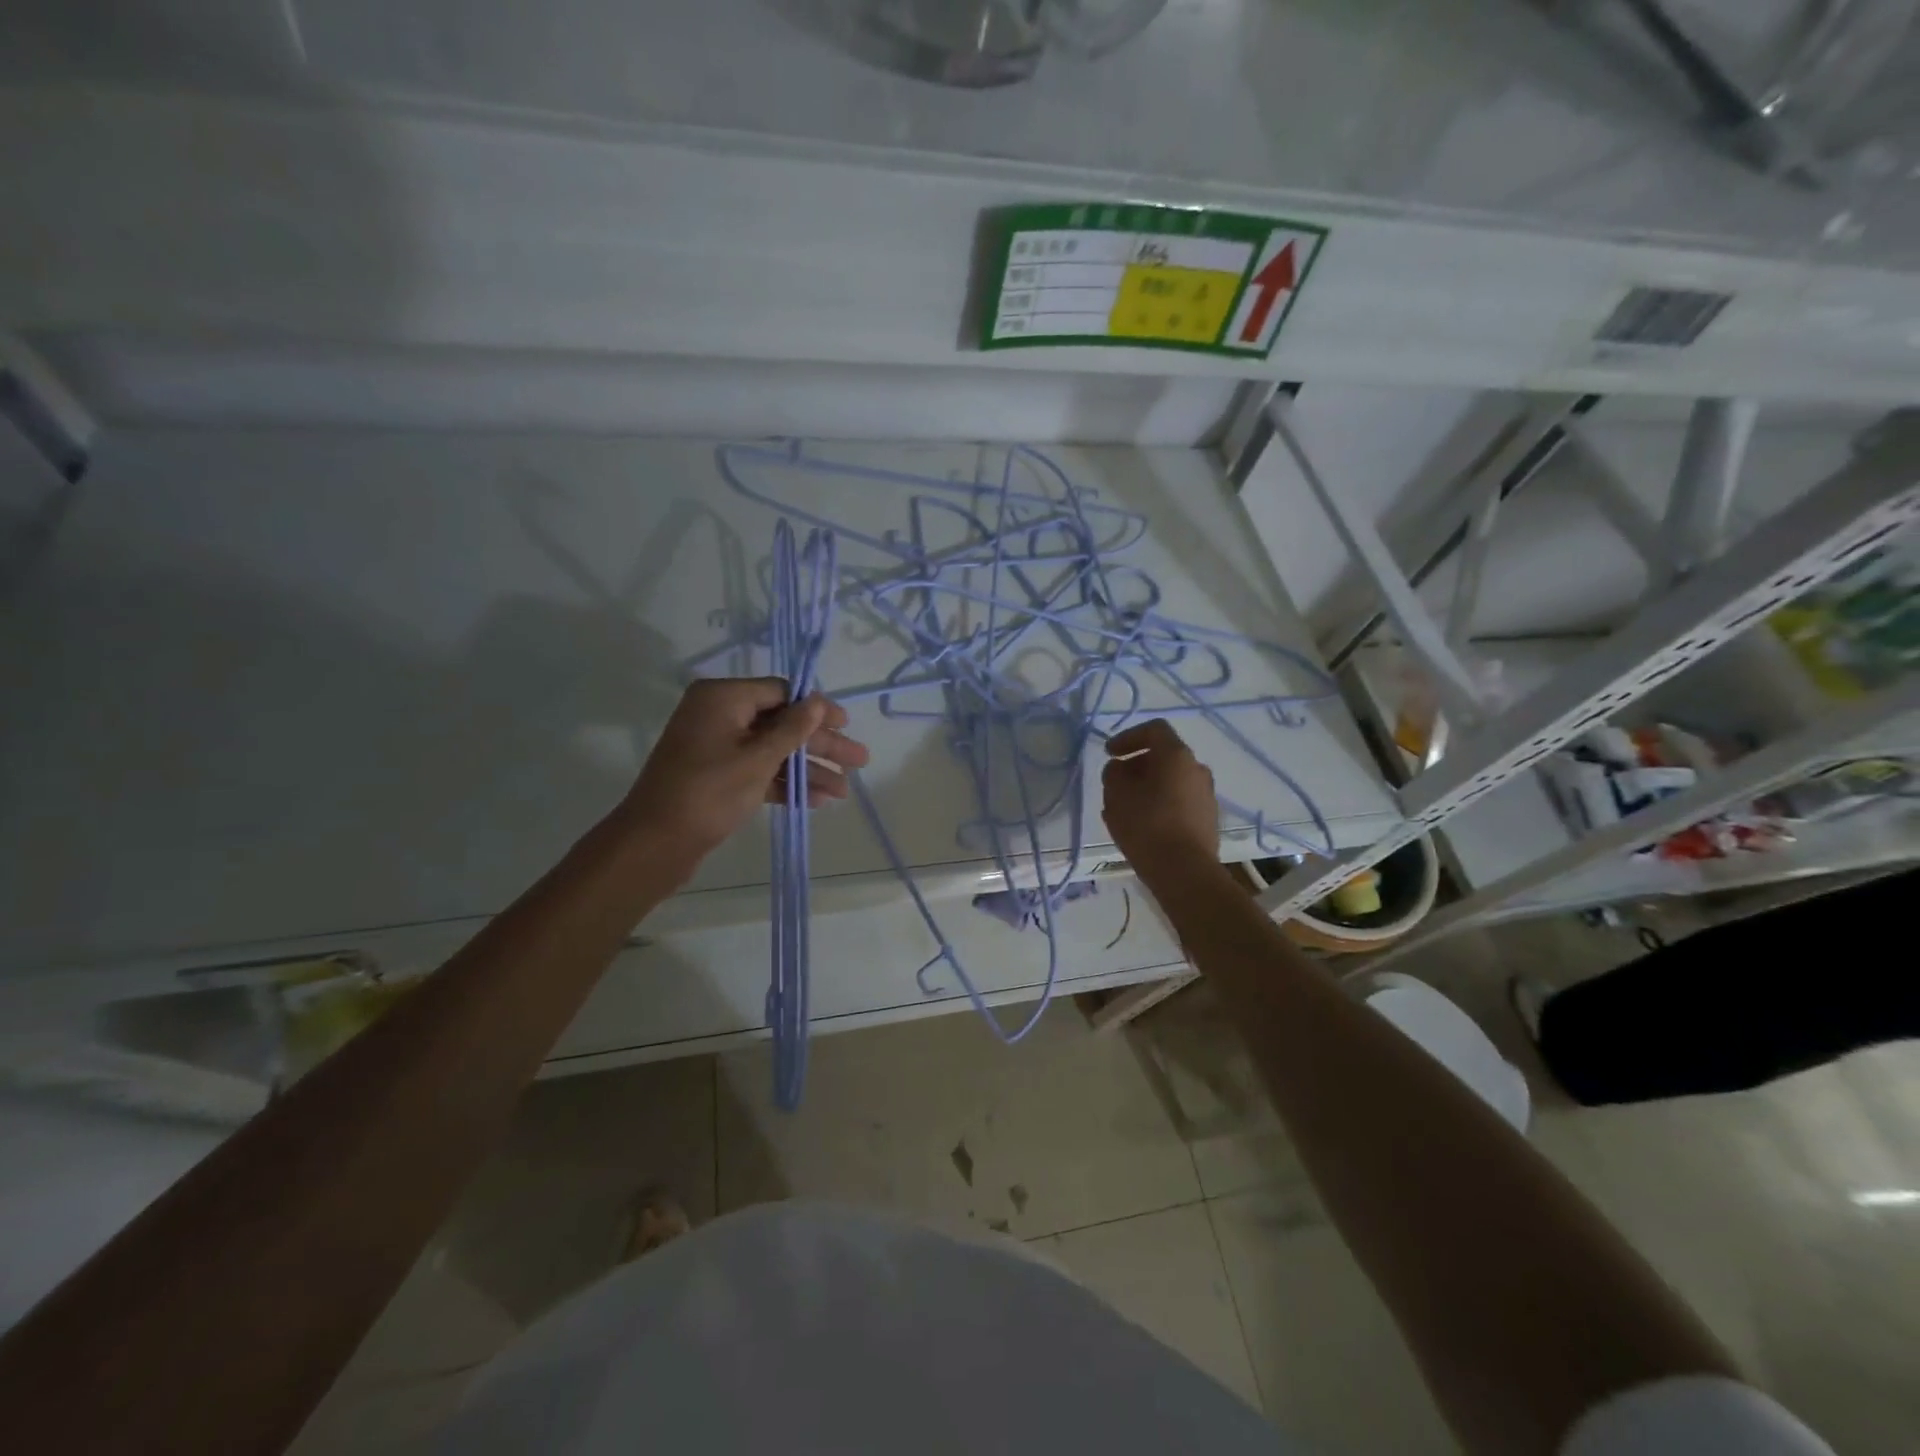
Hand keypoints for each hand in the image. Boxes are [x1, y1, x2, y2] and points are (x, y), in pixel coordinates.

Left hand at [621, 678, 869, 860]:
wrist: (656, 843)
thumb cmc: (709, 792)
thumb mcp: (757, 758)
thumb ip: (792, 729)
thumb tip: (817, 701)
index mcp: (723, 698)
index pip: (781, 692)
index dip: (816, 709)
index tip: (846, 725)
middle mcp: (719, 715)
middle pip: (781, 723)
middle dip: (820, 745)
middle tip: (859, 760)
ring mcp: (717, 746)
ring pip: (773, 750)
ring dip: (807, 769)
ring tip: (843, 791)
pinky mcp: (718, 775)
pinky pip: (759, 770)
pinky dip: (784, 783)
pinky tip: (816, 800)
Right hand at [1100, 719, 1218, 881]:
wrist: (1185, 872)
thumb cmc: (1146, 825)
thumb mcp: (1116, 795)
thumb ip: (1114, 773)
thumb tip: (1120, 768)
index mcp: (1177, 755)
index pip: (1154, 730)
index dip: (1128, 737)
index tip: (1110, 754)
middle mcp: (1197, 769)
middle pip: (1164, 756)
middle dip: (1137, 765)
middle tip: (1115, 782)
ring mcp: (1206, 795)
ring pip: (1172, 780)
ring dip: (1148, 786)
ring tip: (1125, 807)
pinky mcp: (1208, 819)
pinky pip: (1180, 801)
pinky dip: (1160, 803)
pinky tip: (1143, 825)